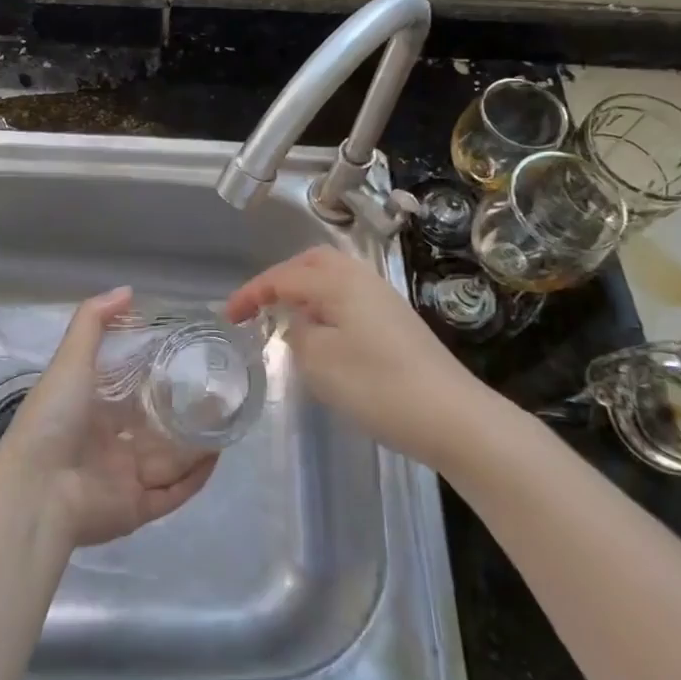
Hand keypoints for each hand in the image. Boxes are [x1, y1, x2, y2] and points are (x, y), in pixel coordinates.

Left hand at [0, 288, 217, 548]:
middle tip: (218, 391)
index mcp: (90, 410)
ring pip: (169, 460)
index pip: (130, 391)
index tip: (190, 357)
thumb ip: (94, 322)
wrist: (37, 488)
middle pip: (154, 427)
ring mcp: (123, 478)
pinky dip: (195, 478)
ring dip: (196, 444)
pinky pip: (172, 493)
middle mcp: (108, 444)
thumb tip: (128, 291)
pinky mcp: (136, 508)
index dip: (157, 376)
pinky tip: (217, 456)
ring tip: (227, 420)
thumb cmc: (54, 418)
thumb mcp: (71, 359)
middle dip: (184, 413)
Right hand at [224, 247, 492, 470]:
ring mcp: (384, 299)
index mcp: (338, 281)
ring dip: (305, 291)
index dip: (251, 294)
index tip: (228, 316)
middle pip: (312, 263)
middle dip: (280, 279)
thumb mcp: (319, 361)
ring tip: (286, 318)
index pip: (283, 277)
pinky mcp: (397, 322)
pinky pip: (349, 298)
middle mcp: (362, 278)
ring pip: (334, 279)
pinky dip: (326, 306)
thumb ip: (298, 333)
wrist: (452, 416)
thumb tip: (301, 322)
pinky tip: (324, 336)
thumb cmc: (377, 385)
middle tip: (258, 306)